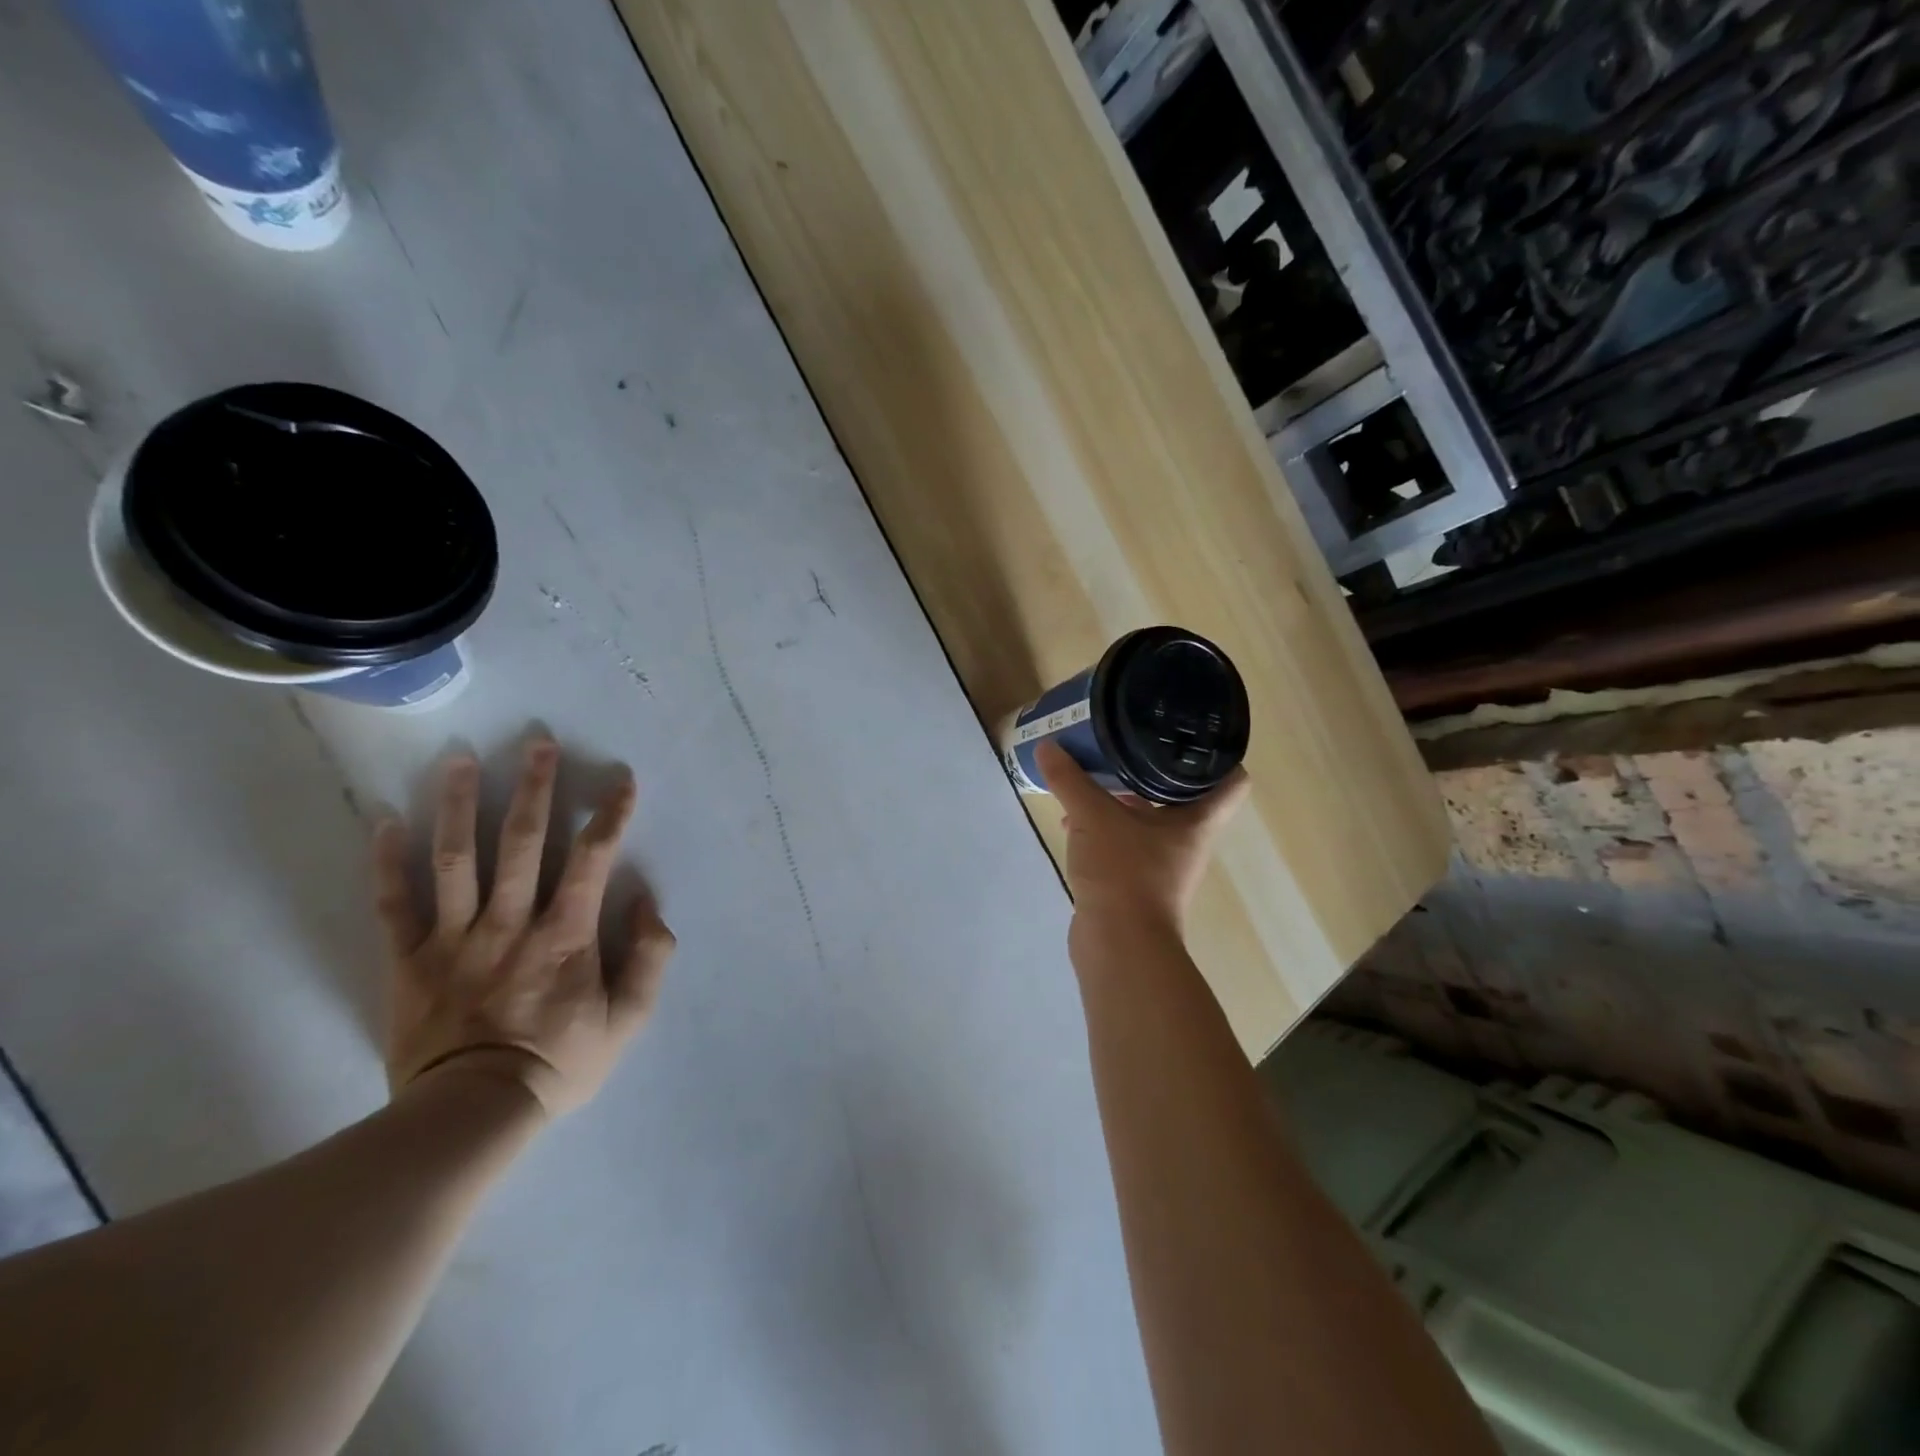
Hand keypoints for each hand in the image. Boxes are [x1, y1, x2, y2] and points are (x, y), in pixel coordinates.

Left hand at [371, 739, 675, 1118]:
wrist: (472, 1114)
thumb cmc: (559, 1062)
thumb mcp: (629, 1019)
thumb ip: (649, 957)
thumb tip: (647, 902)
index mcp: (565, 934)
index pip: (592, 859)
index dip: (610, 815)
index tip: (621, 778)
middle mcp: (510, 922)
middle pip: (522, 842)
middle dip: (533, 787)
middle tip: (536, 741)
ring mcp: (454, 938)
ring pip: (455, 859)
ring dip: (459, 804)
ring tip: (460, 757)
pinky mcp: (409, 960)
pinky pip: (394, 904)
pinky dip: (387, 862)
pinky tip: (384, 819)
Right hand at [1036, 739, 1249, 940]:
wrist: (1118, 946)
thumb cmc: (1123, 873)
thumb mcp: (1093, 817)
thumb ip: (1070, 780)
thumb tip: (1049, 746)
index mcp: (1196, 821)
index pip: (1231, 780)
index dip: (1218, 753)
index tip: (1189, 730)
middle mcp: (1186, 839)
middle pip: (1182, 794)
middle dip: (1154, 767)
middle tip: (1130, 738)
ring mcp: (1161, 863)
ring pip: (1148, 818)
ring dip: (1123, 798)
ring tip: (1093, 773)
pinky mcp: (1134, 880)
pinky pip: (1122, 840)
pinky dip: (1102, 826)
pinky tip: (1071, 820)